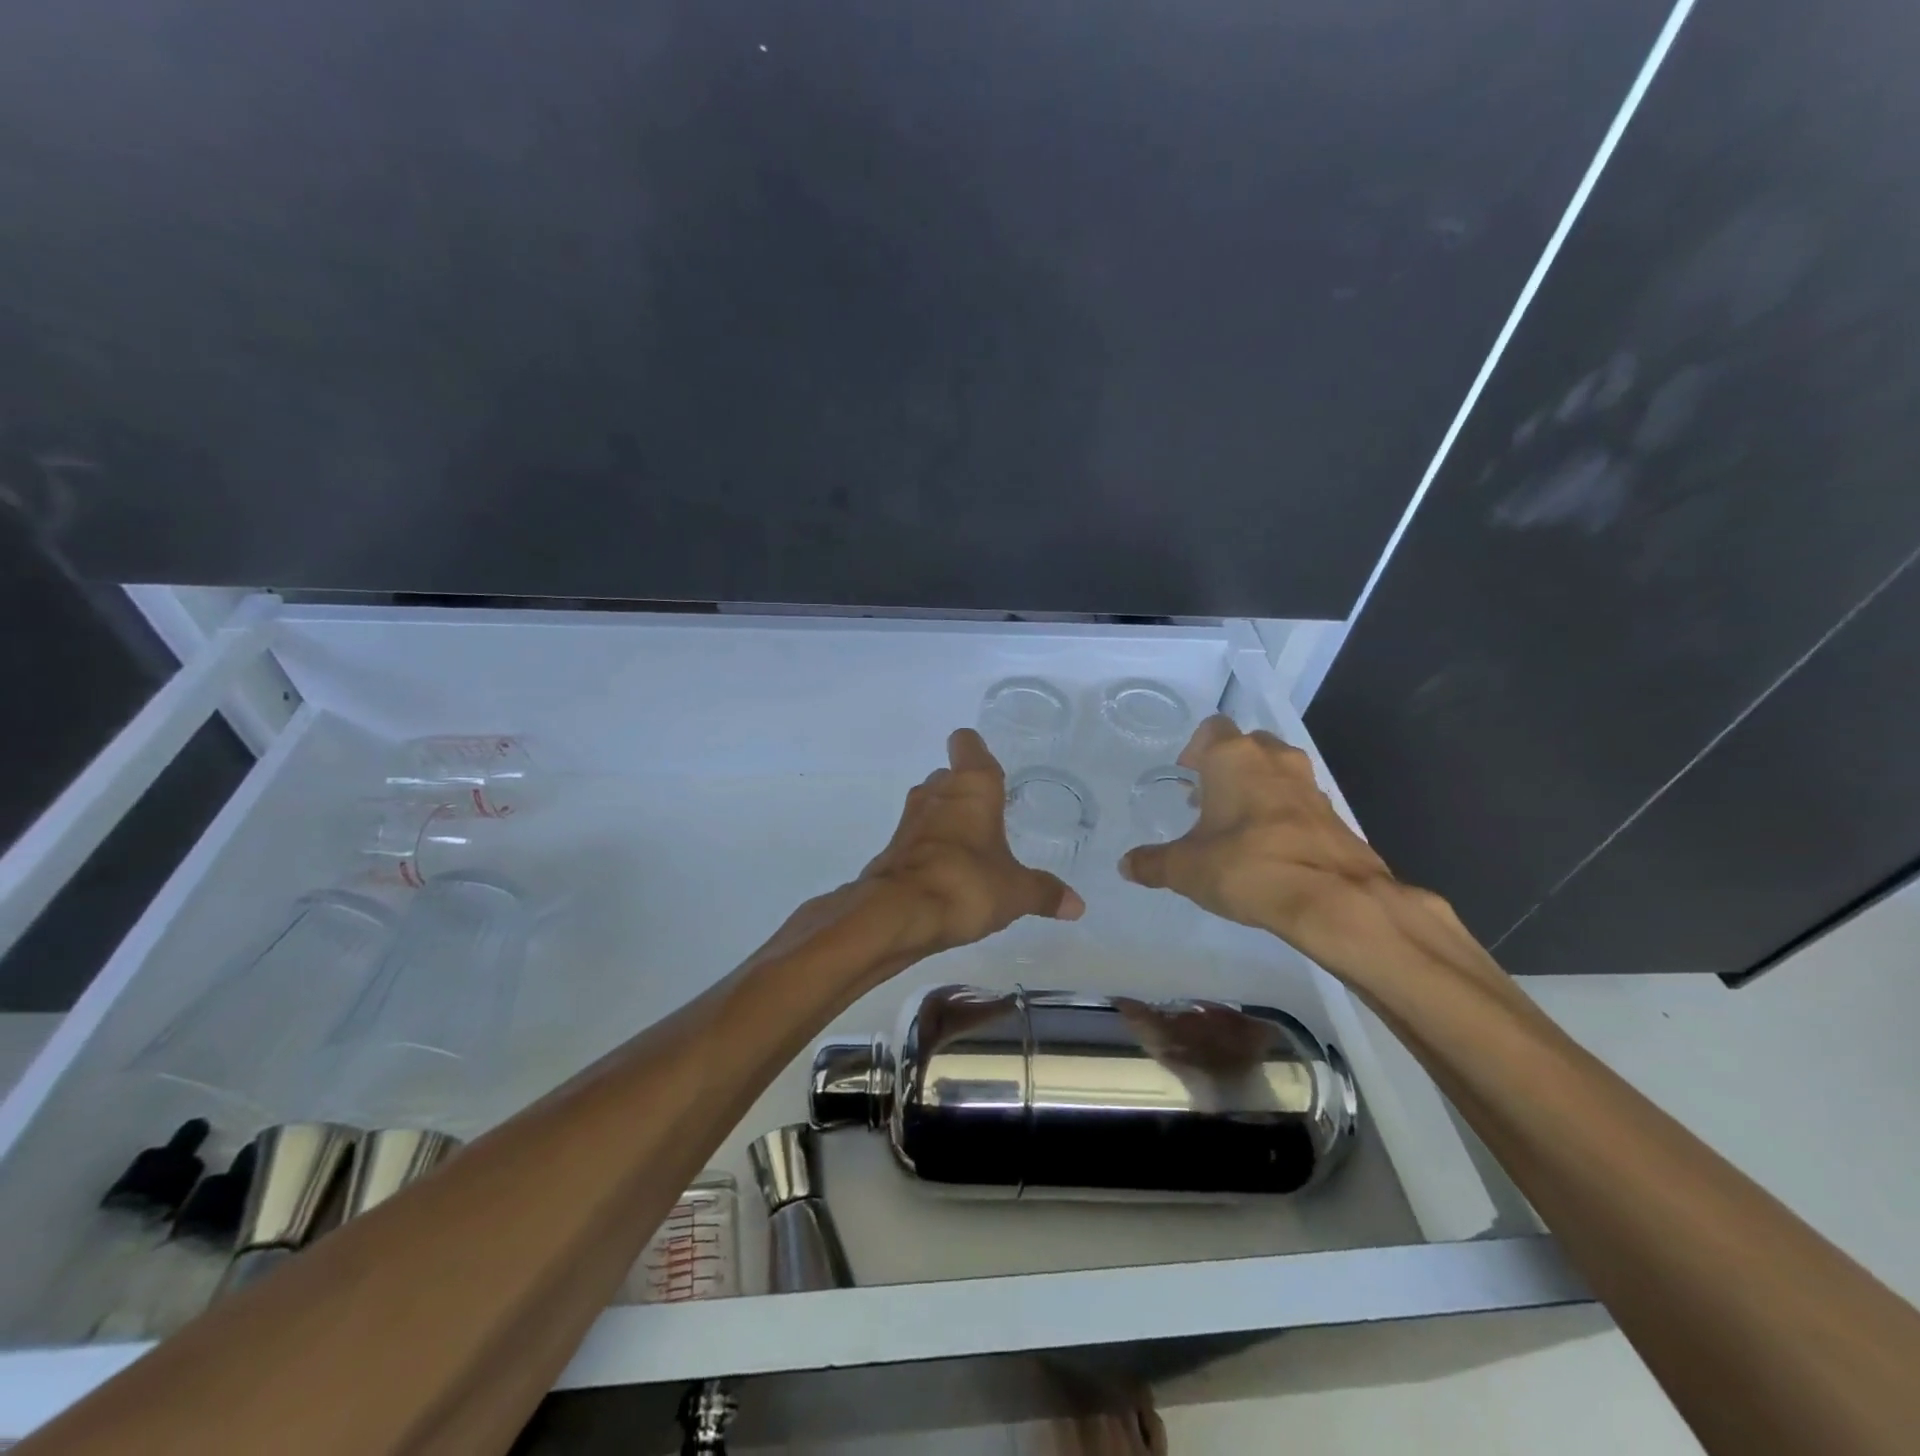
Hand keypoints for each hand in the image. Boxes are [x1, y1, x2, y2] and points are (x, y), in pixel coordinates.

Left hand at [863, 728, 1084, 956]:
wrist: (898, 914)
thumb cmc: (966, 884)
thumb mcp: (1016, 892)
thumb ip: (1045, 893)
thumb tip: (1077, 905)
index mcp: (972, 786)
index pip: (967, 743)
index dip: (977, 751)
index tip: (993, 770)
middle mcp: (937, 791)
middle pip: (950, 775)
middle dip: (967, 792)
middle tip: (991, 817)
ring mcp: (910, 818)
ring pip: (932, 804)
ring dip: (948, 819)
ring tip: (973, 847)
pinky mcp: (893, 847)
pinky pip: (918, 836)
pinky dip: (931, 847)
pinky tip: (949, 873)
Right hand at [1118, 716, 1412, 978]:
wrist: (1333, 899)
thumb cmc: (1246, 866)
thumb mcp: (1185, 869)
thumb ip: (1152, 863)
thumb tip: (1126, 865)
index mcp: (1233, 757)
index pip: (1212, 728)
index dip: (1196, 748)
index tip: (1187, 776)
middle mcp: (1274, 759)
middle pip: (1248, 744)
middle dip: (1228, 765)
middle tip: (1209, 798)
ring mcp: (1309, 785)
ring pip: (1277, 770)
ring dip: (1258, 787)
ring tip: (1238, 824)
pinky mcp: (1334, 814)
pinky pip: (1299, 801)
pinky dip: (1283, 813)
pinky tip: (1270, 847)